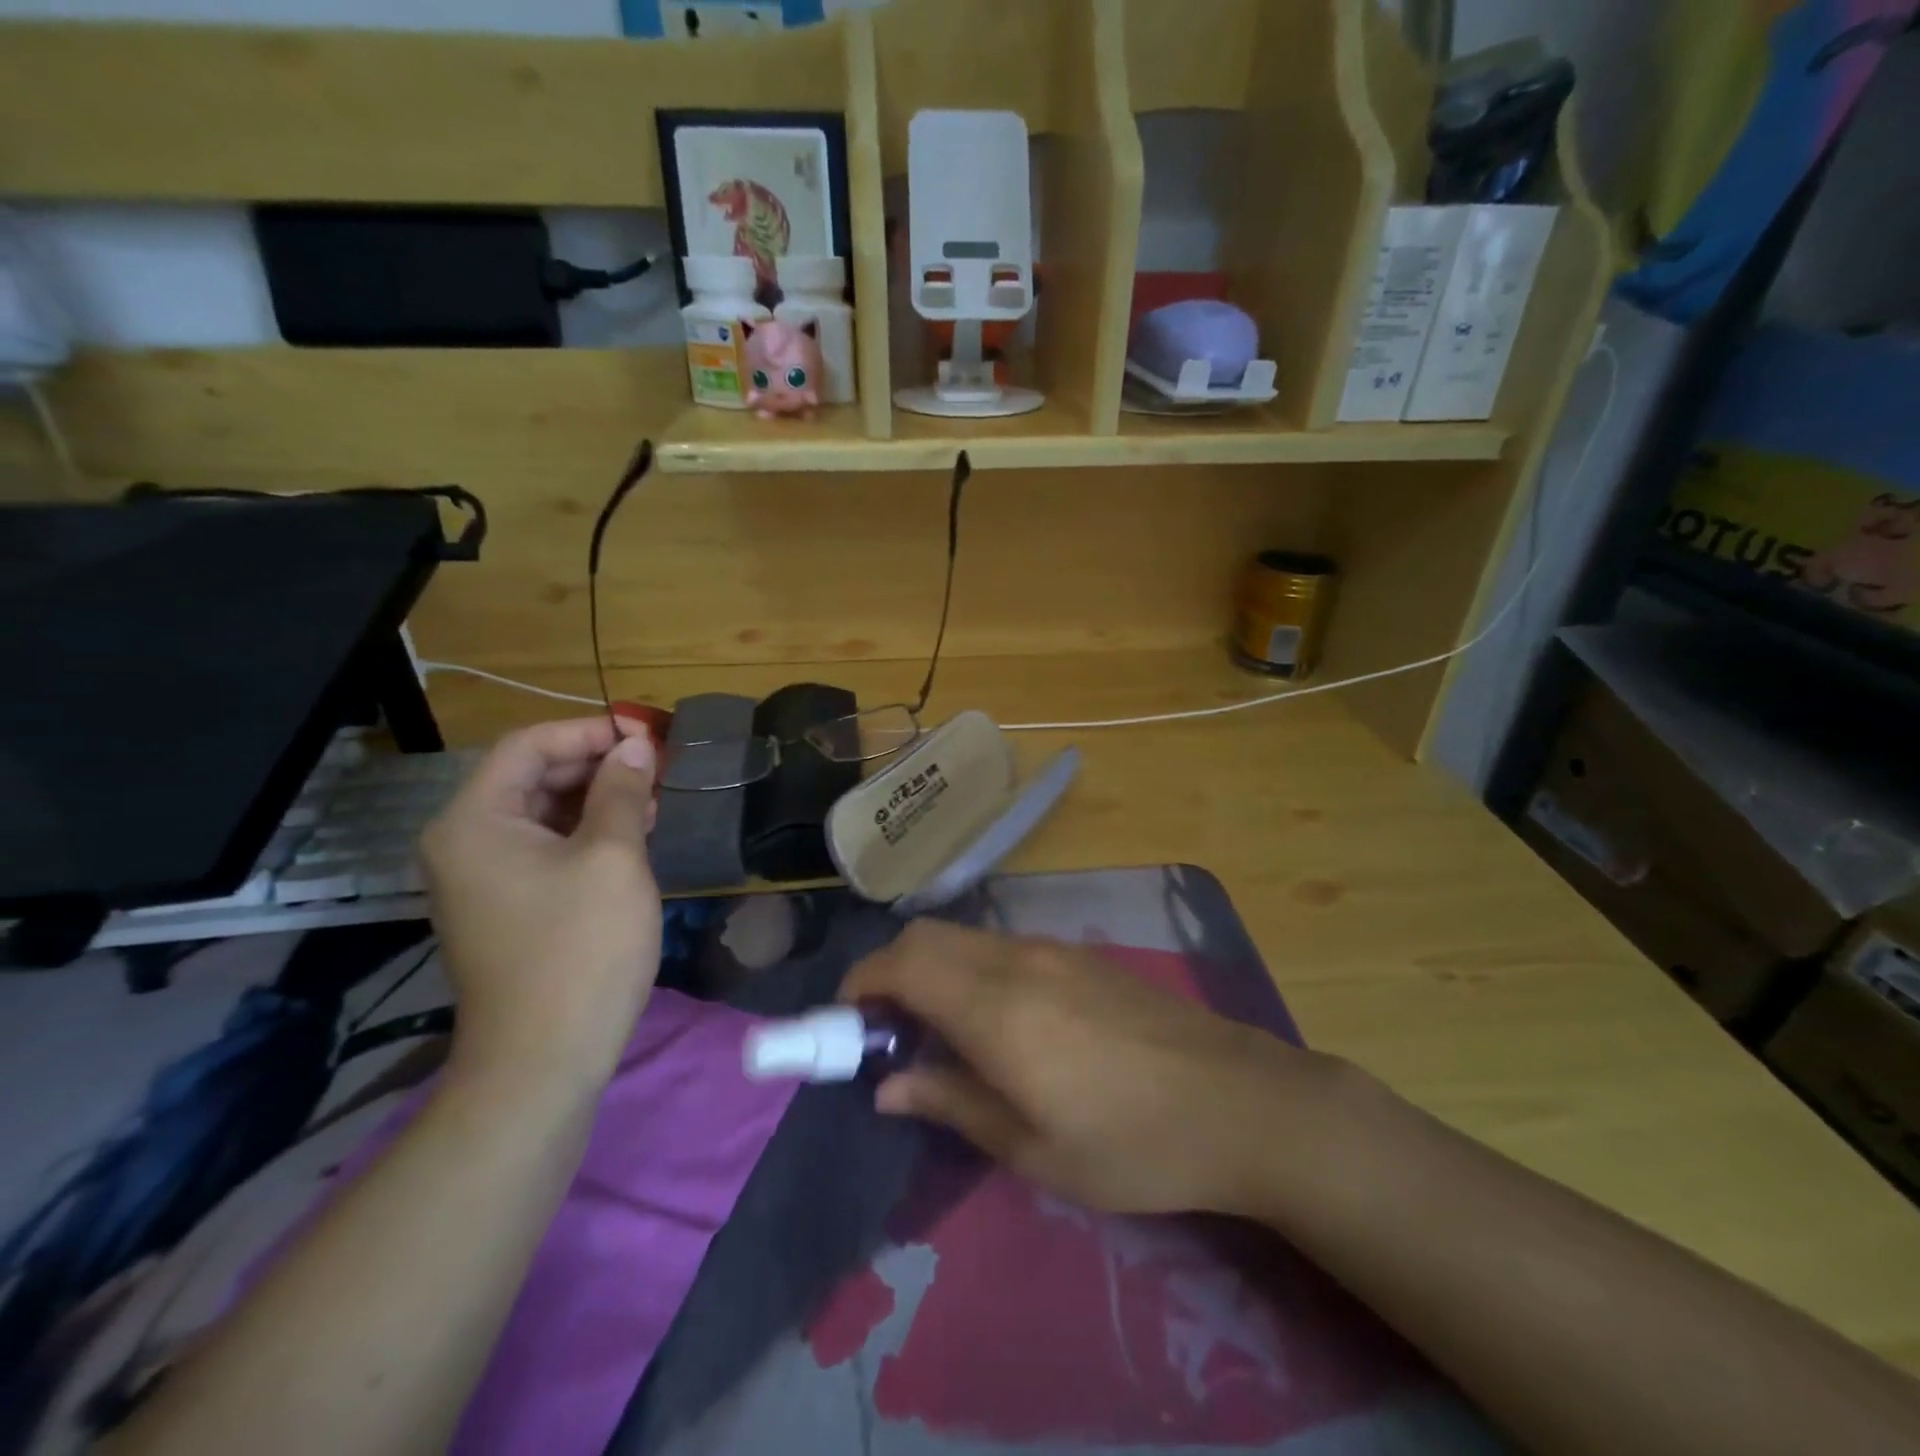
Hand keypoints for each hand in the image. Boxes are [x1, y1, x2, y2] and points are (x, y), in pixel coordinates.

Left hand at [420, 717, 661, 1090]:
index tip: (647, 735)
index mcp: (476, 821)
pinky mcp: (505, 907)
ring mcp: (482, 879)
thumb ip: (622, 791)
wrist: (545, 1058)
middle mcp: (465, 842)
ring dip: (597, 799)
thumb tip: (636, 745)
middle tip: (657, 769)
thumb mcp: (613, 857)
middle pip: (532, 776)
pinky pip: (544, 849)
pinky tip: (631, 838)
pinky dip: (586, 834)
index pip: (529, 745)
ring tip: (653, 802)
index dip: (590, 730)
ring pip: (542, 813)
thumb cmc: (581, 947)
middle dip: (596, 765)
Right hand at [840, 920, 1333, 1215]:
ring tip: (940, 1033)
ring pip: (964, 938)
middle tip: (888, 1032)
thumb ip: (952, 1104)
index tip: (845, 1024)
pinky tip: (998, 1021)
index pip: (901, 964)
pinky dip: (972, 968)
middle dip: (889, 972)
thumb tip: (887, 1086)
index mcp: (995, 1006)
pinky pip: (1002, 946)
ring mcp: (1053, 951)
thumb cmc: (1131, 1143)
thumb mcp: (1032, 1147)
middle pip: (927, 936)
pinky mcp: (1081, 955)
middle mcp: (1016, 960)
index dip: (860, 985)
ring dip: (932, 969)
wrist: (1239, 1101)